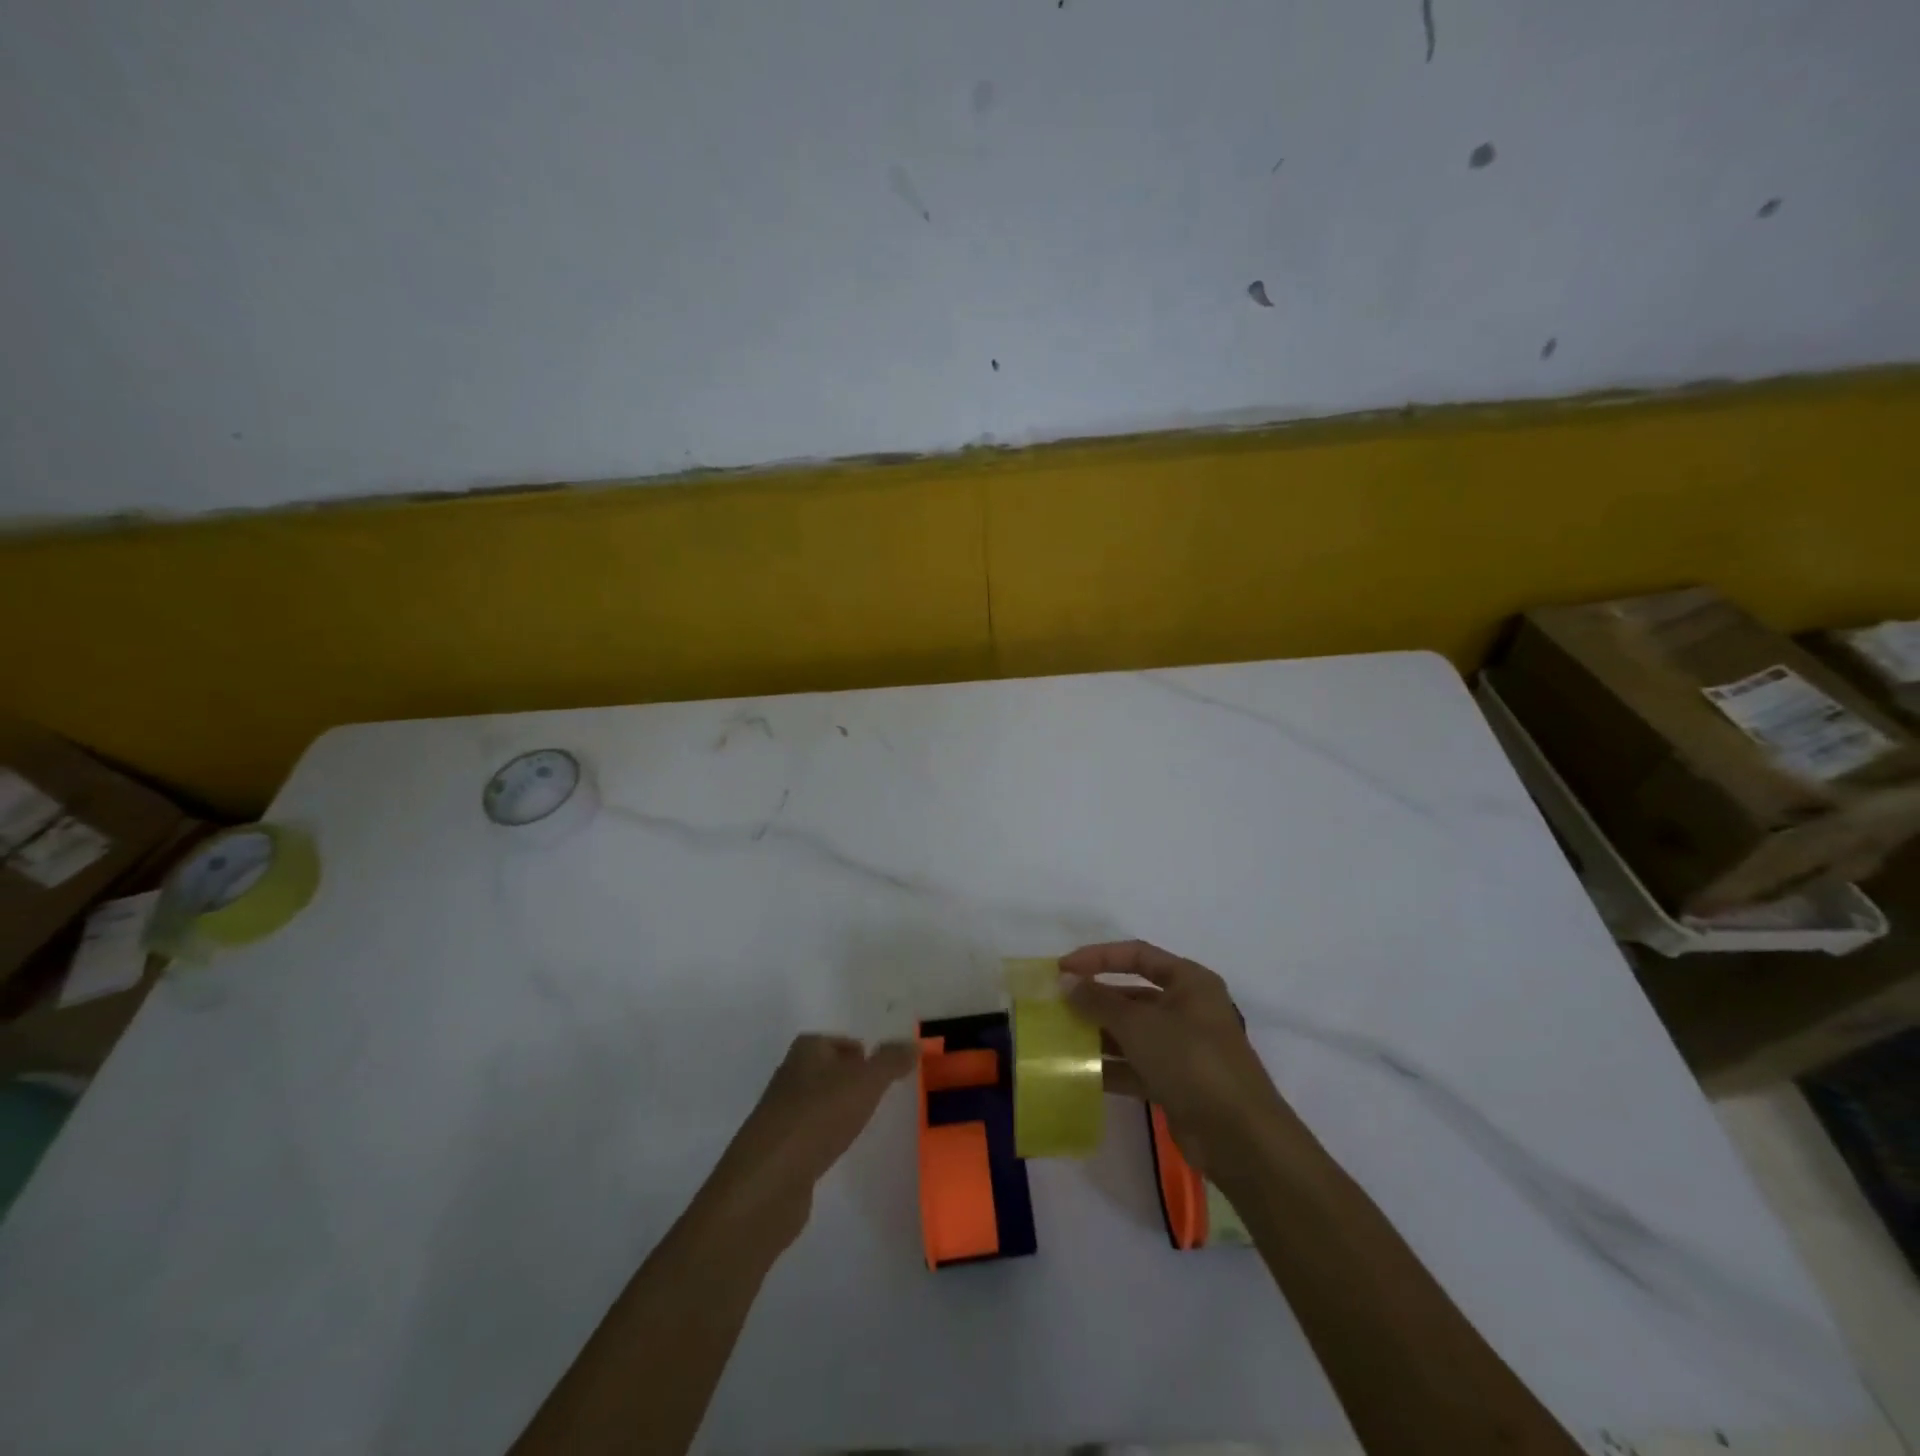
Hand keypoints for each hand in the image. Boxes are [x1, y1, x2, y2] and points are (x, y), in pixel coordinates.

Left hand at [703, 1034, 914, 1248]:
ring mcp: (781, 1114)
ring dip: (839, 1110)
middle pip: (827, 1070)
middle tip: (880, 1095)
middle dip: (852, 1080)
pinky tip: (839, 1150)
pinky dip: (826, 1137)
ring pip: (819, 1102)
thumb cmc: (819, 1117)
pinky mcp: (779, 1150)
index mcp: (806, 1051)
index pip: (837, 1041)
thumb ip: (891, 1061)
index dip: (860, 1052)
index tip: (883, 1071)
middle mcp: (790, 1076)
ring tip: (864, 1122)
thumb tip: (912, 1044)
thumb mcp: (865, 1082)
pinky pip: (810, 1134)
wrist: (768, 1181)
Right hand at [1064, 941, 1296, 1185]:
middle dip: (1096, 999)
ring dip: (1099, 1034)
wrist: (1239, 1137)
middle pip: (1133, 994)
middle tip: (1057, 1006)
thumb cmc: (1191, 1061)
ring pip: (1133, 1032)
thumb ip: (1099, 1002)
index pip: (1137, 955)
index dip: (1098, 957)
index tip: (1062, 969)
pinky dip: (1111, 1067)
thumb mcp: (1140, 1025)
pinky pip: (1136, 1066)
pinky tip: (1079, 1073)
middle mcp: (1188, 1009)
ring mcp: (1183, 1048)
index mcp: (1189, 982)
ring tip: (1060, 1038)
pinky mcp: (1177, 1083)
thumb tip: (1066, 983)